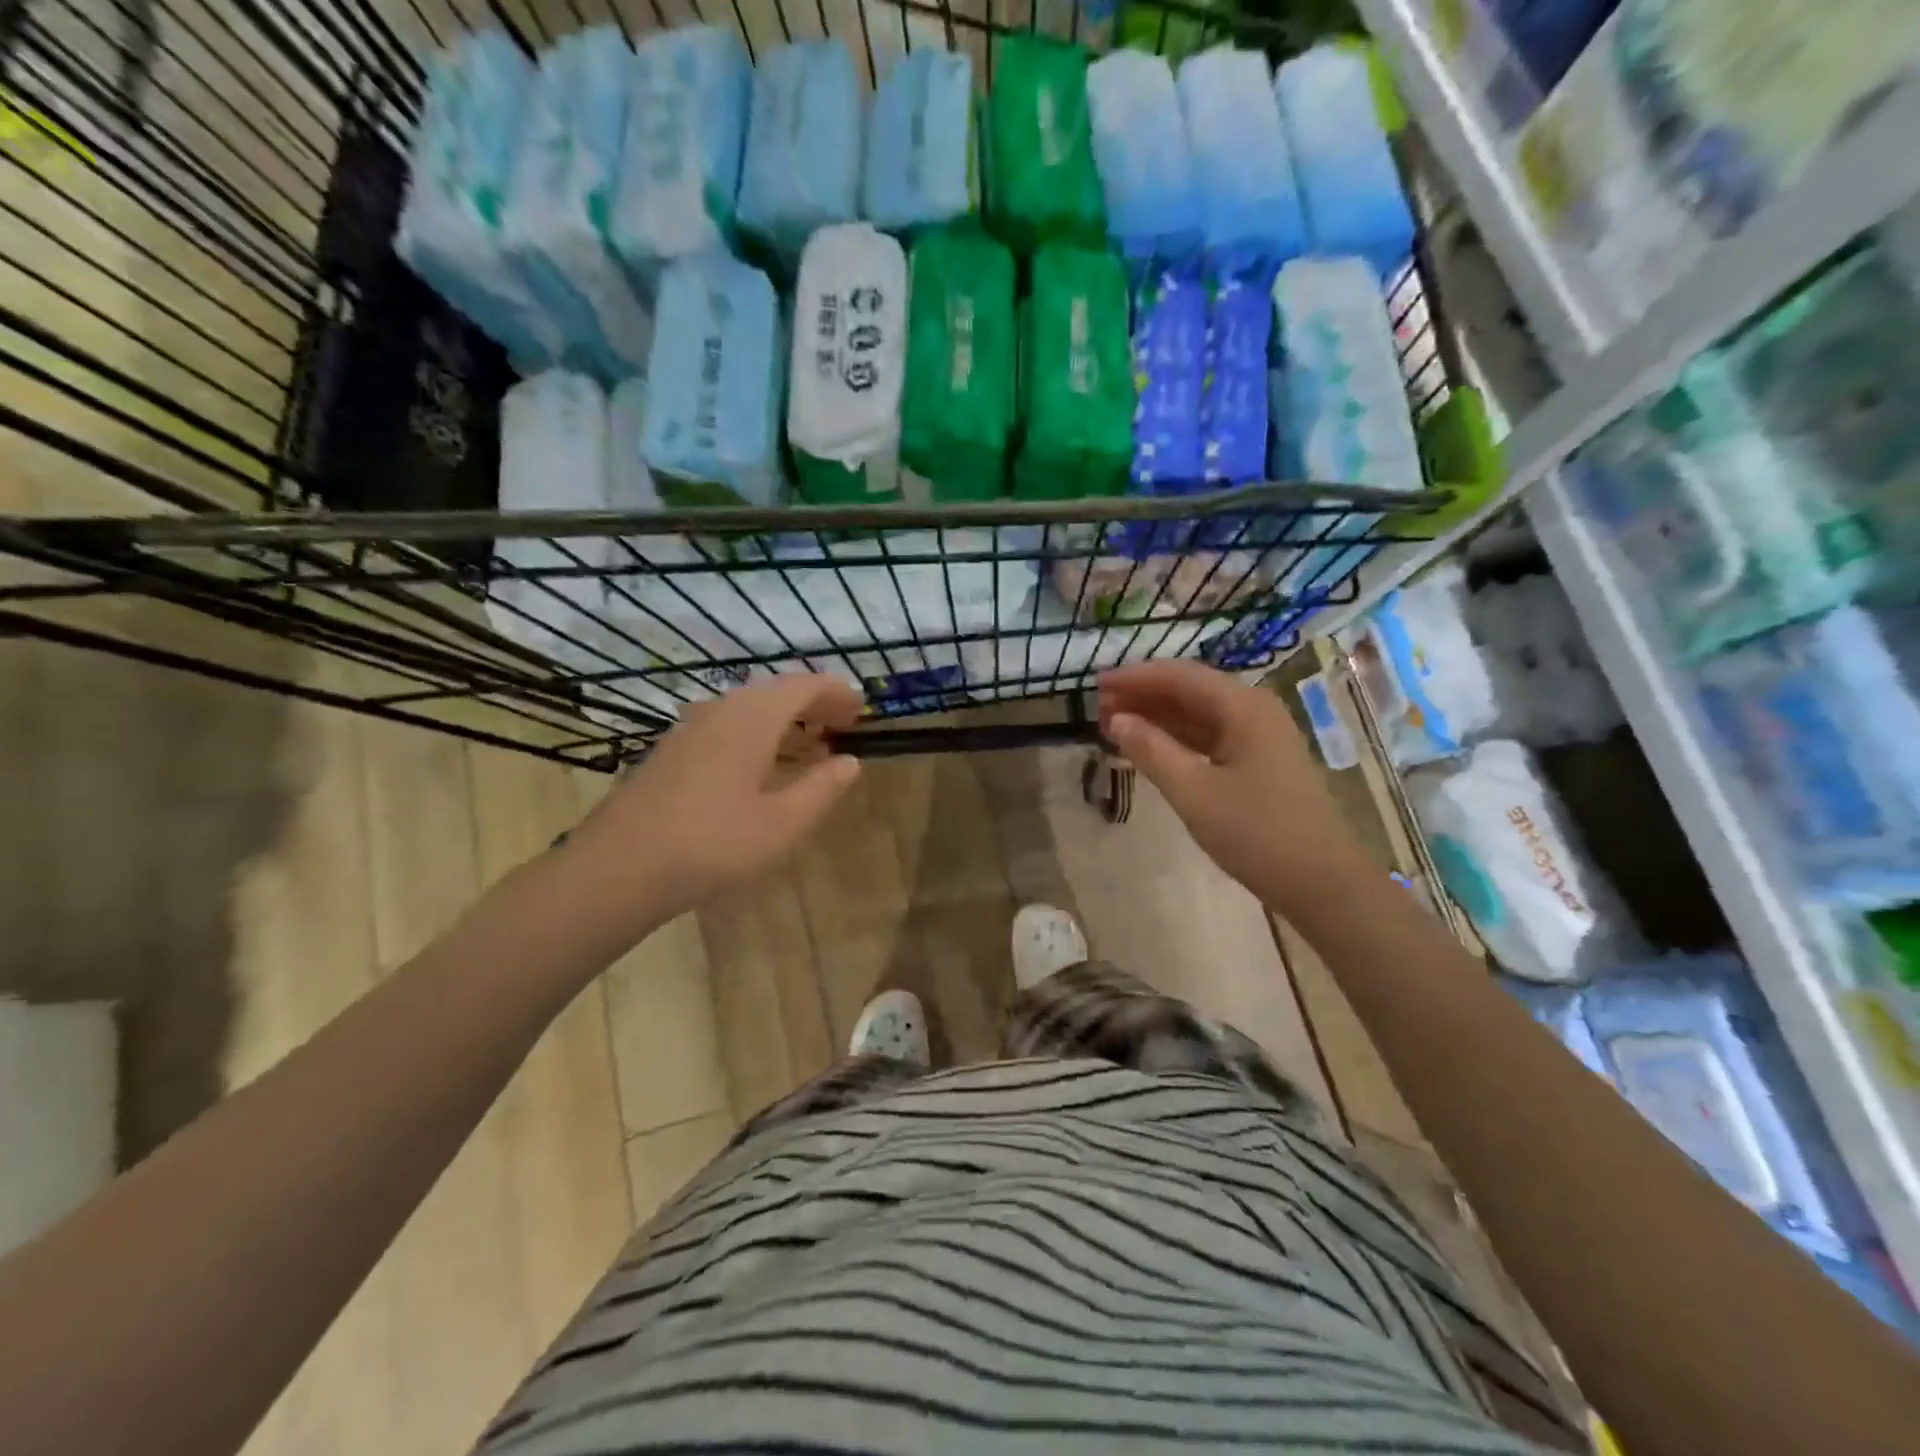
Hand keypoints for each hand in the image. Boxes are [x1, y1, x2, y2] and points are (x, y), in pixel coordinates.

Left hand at [565, 674, 863, 927]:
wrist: (618, 867)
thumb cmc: (712, 844)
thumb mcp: (783, 823)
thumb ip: (822, 788)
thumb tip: (850, 762)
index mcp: (752, 718)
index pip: (803, 686)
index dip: (835, 692)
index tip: (861, 708)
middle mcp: (721, 710)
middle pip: (774, 691)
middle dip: (812, 703)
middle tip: (841, 724)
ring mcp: (690, 729)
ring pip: (748, 709)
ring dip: (784, 720)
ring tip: (810, 745)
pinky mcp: (671, 751)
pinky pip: (726, 726)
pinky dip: (757, 734)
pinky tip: (761, 766)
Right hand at [1098, 660, 1367, 915]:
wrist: (1320, 882)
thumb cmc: (1255, 832)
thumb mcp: (1193, 791)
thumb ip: (1151, 750)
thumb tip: (1117, 719)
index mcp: (1243, 706)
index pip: (1179, 676)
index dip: (1135, 677)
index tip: (1096, 684)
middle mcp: (1253, 710)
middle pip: (1190, 690)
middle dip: (1143, 696)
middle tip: (1099, 709)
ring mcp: (1259, 737)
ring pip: (1198, 714)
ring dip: (1157, 717)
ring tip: (1114, 726)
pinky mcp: (1258, 762)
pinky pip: (1210, 737)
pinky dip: (1177, 739)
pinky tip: (1150, 748)